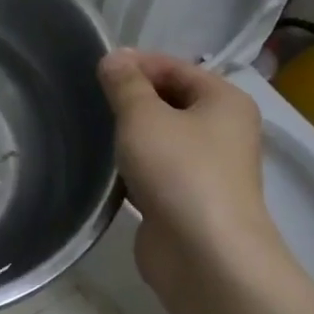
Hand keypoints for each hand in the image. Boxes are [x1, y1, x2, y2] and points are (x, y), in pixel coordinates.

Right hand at [97, 49, 292, 313]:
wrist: (204, 255)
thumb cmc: (179, 172)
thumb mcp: (144, 117)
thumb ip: (125, 84)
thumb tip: (113, 57)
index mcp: (224, 101)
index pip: (177, 67)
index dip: (137, 63)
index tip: (96, 69)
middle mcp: (223, 131)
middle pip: (171, 101)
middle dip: (132, 99)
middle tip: (89, 99)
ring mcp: (207, 169)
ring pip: (162, 139)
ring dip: (131, 135)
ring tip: (91, 130)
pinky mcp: (187, 201)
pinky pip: (156, 172)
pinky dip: (133, 167)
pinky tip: (105, 169)